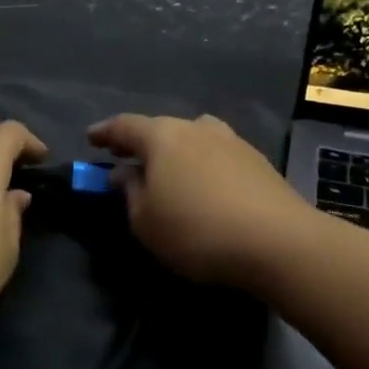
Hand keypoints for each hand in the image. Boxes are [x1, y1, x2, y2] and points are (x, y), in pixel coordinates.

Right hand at [88, 113, 309, 288]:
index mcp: (162, 136)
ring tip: (168, 170)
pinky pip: (217, 155)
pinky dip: (202, 164)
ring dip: (176, 151)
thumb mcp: (146, 221)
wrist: (278, 241)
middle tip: (126, 157)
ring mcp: (231, 141)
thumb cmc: (197, 231)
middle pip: (161, 128)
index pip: (124, 126)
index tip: (90, 138)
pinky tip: (203, 184)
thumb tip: (125, 173)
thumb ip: (130, 192)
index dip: (104, 132)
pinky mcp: (257, 161)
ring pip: (193, 138)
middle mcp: (196, 128)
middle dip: (141, 142)